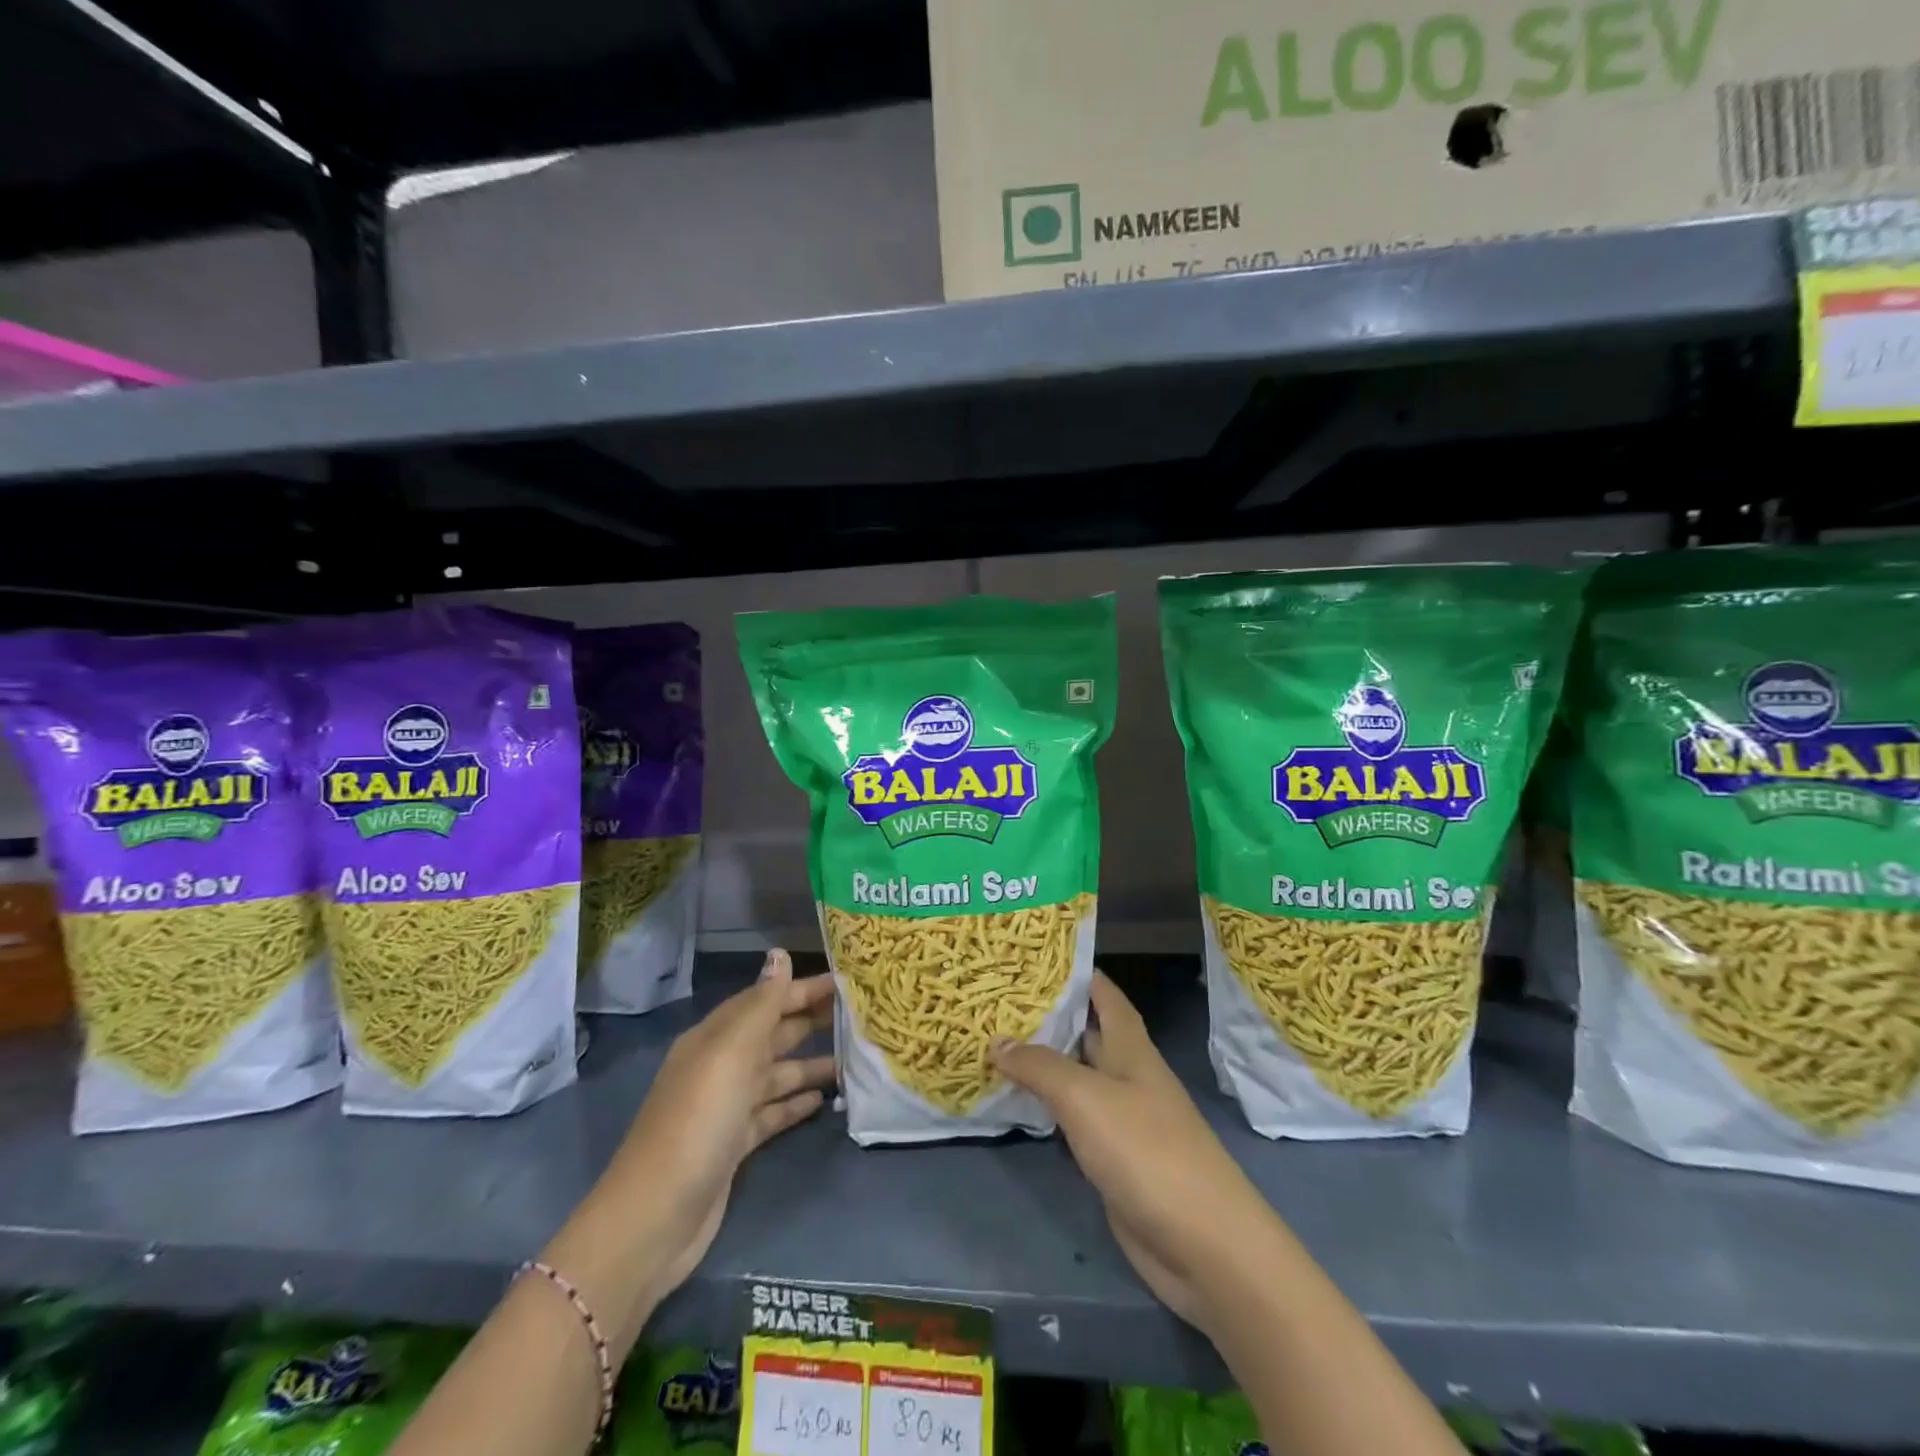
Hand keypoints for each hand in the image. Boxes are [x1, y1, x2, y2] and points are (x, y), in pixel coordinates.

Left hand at [606, 950, 834, 1306]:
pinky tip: (824, 1101)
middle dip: (810, 1020)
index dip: (802, 988)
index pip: (765, 1000)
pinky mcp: (734, 1145)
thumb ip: (762, 1004)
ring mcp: (726, 1108)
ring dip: (811, 1064)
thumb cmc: (698, 1121)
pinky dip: (796, 1104)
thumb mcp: (731, 1053)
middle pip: (772, 1034)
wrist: (655, 1218)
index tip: (845, 981)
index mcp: (715, 1038)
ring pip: (776, 1074)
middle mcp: (720, 1066)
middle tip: (859, 1014)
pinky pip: (772, 1113)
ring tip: (854, 1058)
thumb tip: (780, 954)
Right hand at [991, 971, 1279, 1336]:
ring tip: (994, 1041)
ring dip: (1043, 1062)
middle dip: (1049, 1016)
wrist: (1204, 1245)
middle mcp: (1128, 1076)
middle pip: (1087, 1034)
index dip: (1077, 973)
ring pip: (1076, 1078)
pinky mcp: (1114, 1159)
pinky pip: (1074, 1121)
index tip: (1035, 956)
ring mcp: (1123, 1120)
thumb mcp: (1087, 1098)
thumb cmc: (1148, 1151)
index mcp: (1131, 1048)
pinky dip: (1047, 1108)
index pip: (1105, 995)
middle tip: (998, 998)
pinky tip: (1017, 1103)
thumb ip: (1041, 1066)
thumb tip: (997, 1040)